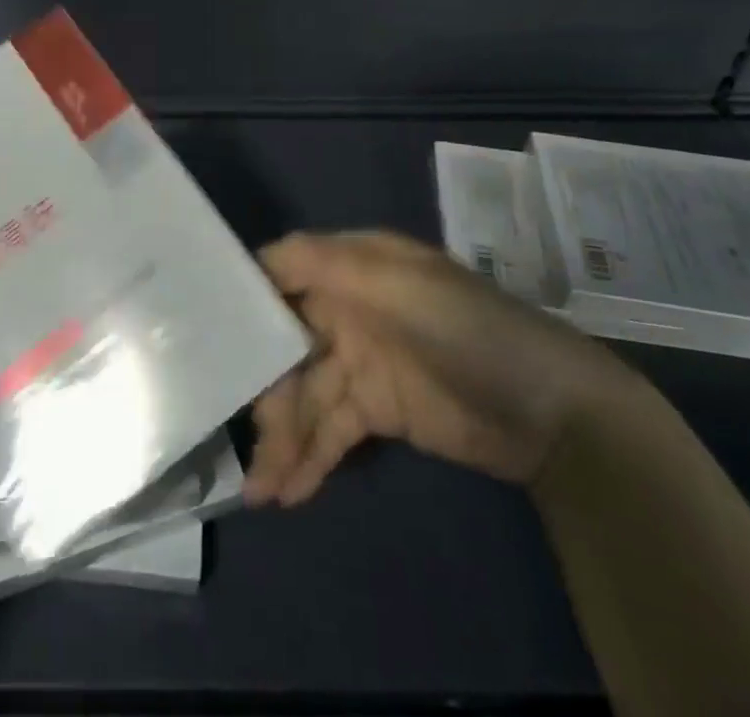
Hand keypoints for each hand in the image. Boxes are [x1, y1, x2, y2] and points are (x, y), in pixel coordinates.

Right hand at [245, 231, 639, 503]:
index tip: (199, 329)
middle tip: (236, 436)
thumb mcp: (398, 284)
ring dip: (282, 437)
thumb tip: (256, 257)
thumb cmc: (467, 329)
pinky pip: (331, 430)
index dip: (242, 296)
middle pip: (284, 342)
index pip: (282, 272)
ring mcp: (361, 361)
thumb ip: (323, 264)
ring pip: (304, 394)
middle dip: (261, 387)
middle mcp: (348, 307)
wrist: (551, 412)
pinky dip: (310, 458)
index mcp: (352, 266)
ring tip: (259, 487)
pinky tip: (286, 492)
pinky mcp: (377, 410)